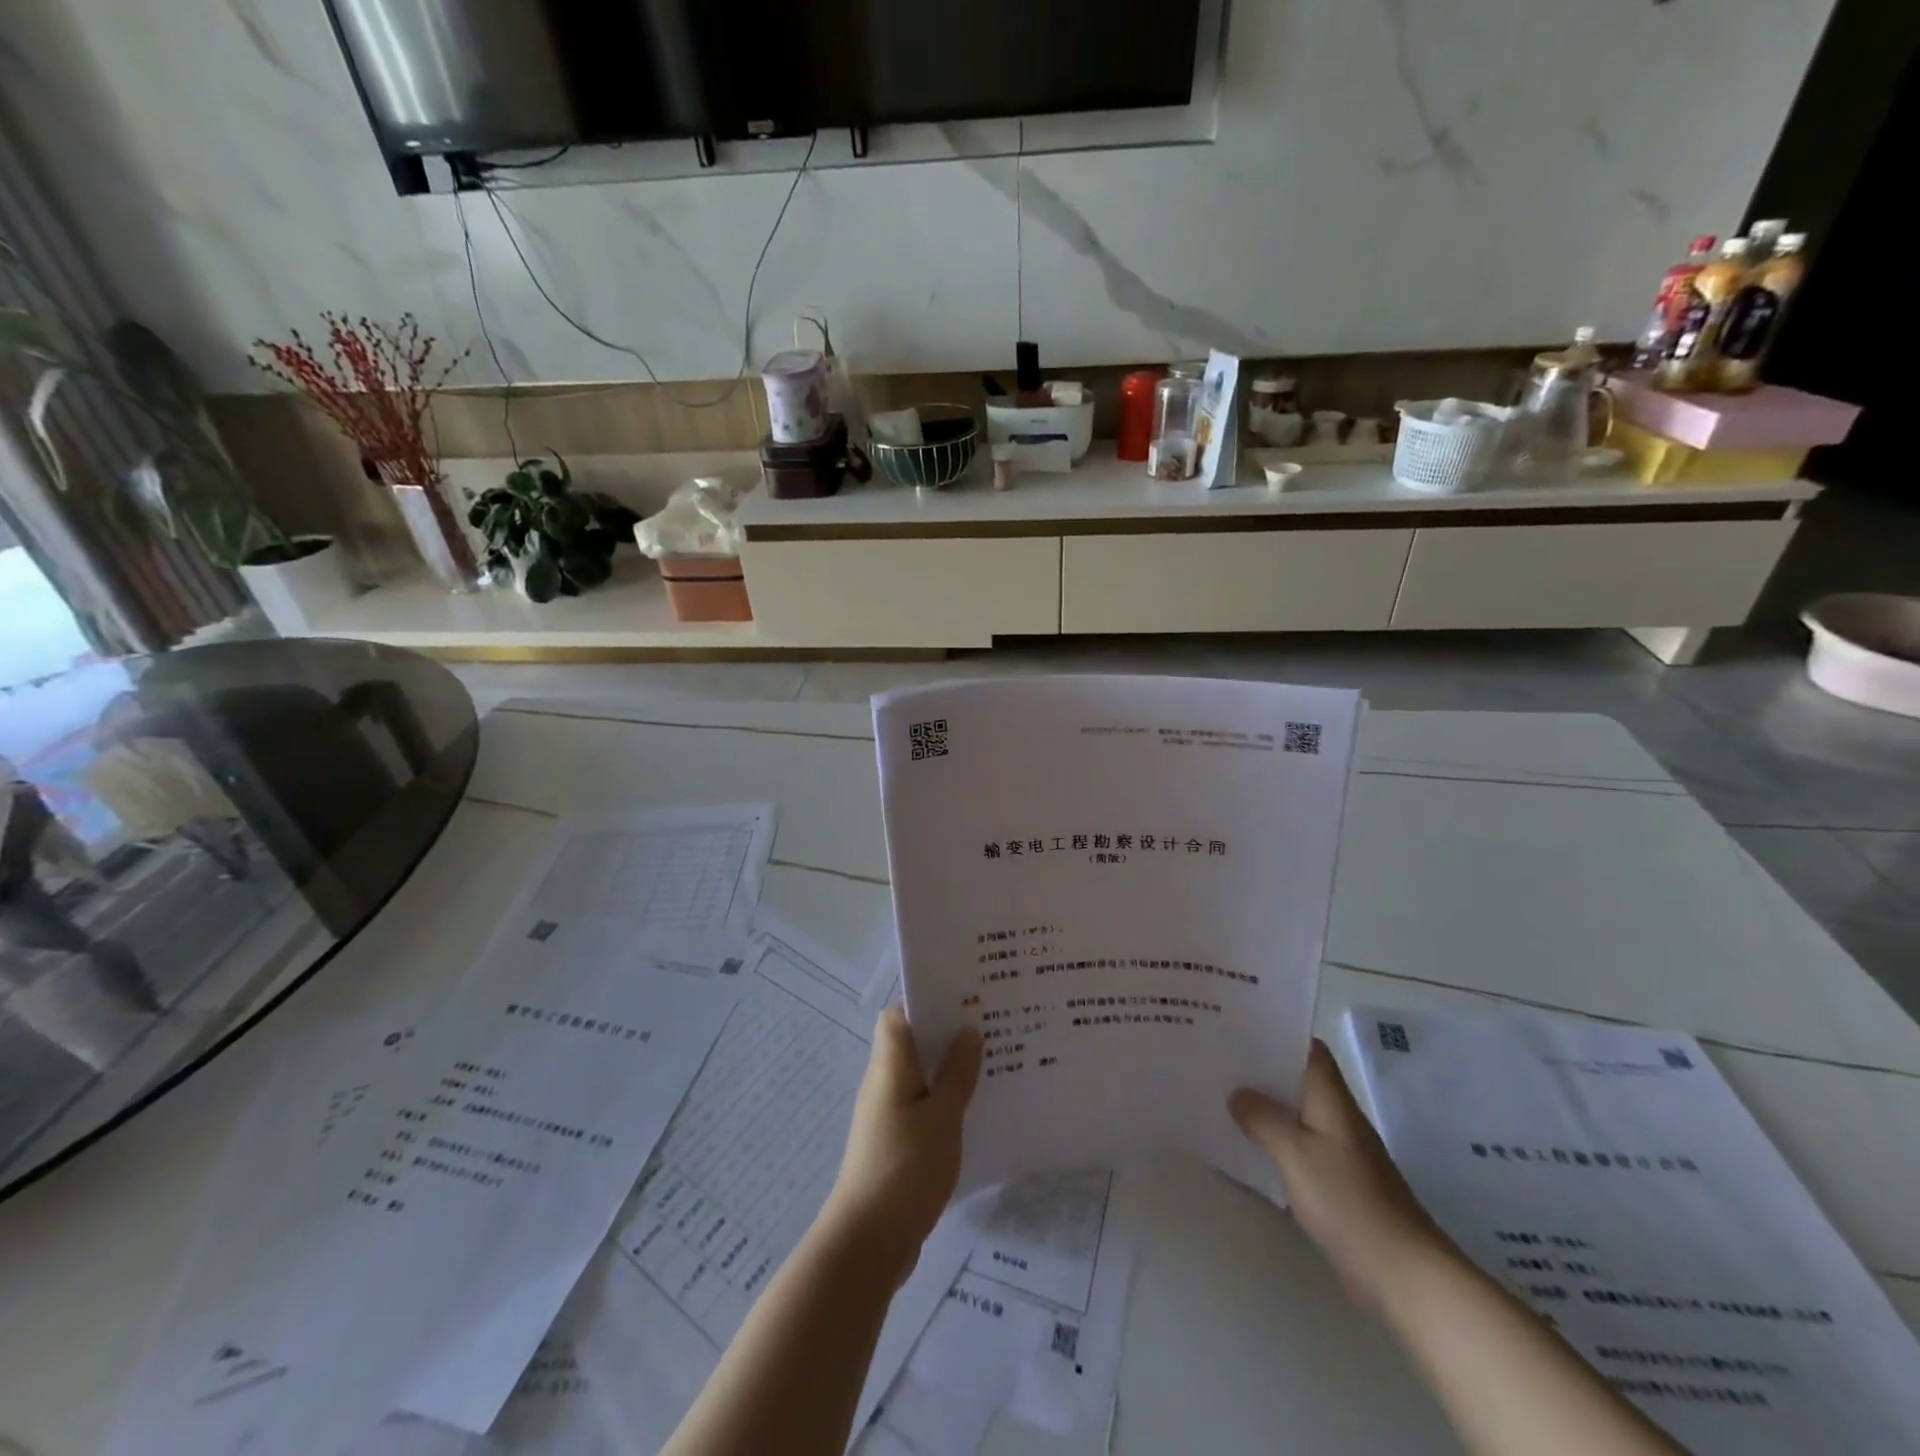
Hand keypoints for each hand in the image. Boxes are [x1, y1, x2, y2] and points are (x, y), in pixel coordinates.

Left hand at [825, 1007, 981, 1277]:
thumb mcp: (942, 1117)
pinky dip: (945, 1104)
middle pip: (912, 1045)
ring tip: (993, 1066)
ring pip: (921, 1078)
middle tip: (991, 1028)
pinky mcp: (895, 1146)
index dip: (926, 1002)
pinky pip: (923, 1109)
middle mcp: (883, 1085)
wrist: (867, 1244)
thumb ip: (957, 1074)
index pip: (898, 1017)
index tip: (964, 998)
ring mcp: (887, 1117)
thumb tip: (967, 1031)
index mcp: (889, 1067)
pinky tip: (976, 1113)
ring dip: (950, 1071)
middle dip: (948, 1035)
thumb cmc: (905, 1168)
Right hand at [1230, 1040, 1446, 1310]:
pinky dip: (1273, 1141)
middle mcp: (1337, 1118)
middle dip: (1261, 1068)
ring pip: (1295, 1114)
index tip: (1238, 1024)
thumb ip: (1263, 1118)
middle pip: (1297, 1079)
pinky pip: (1298, 1147)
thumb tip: (1237, 1093)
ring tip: (1220, 1094)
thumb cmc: (1349, 1203)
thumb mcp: (1296, 1154)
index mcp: (1332, 1100)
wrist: (1403, 1275)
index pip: (1308, 1050)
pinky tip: (1245, 1146)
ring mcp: (1339, 1152)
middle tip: (1216, 1057)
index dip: (1277, 1032)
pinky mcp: (1336, 1184)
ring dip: (1264, 1105)